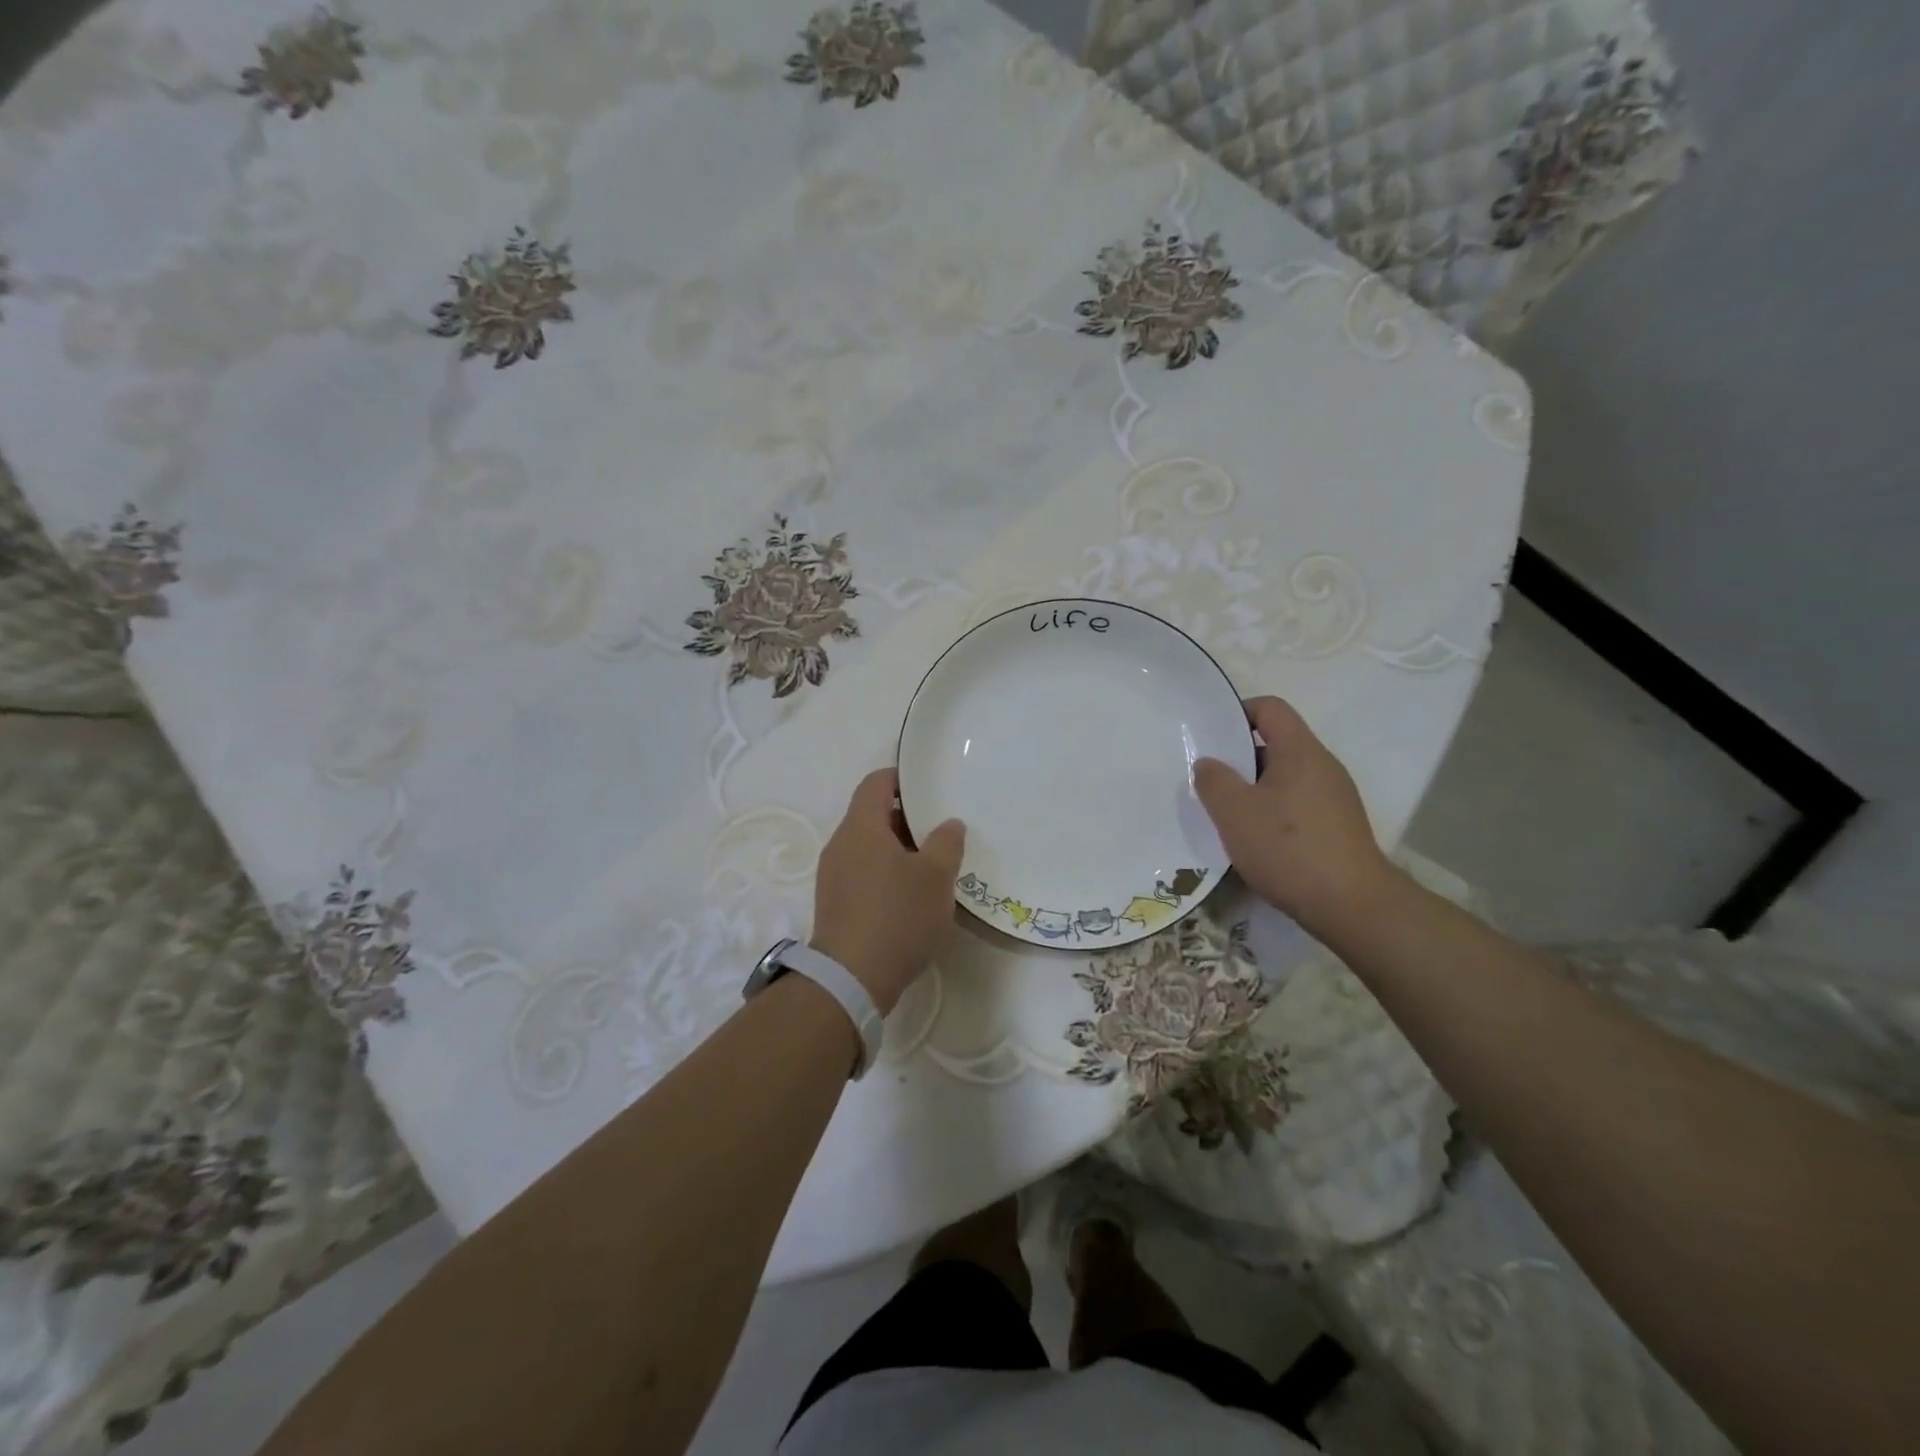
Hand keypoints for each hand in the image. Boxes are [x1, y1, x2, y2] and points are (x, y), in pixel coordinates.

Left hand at [811, 768, 964, 1015]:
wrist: (851, 980)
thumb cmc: (897, 916)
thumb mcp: (936, 877)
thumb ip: (947, 842)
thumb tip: (948, 824)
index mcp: (861, 827)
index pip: (876, 783)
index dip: (901, 778)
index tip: (928, 788)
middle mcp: (840, 844)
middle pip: (872, 815)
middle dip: (907, 819)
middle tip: (940, 833)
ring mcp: (832, 875)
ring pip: (868, 847)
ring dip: (898, 850)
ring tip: (931, 867)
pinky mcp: (834, 904)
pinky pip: (862, 873)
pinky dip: (886, 873)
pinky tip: (910, 897)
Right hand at [1194, 696, 1397, 936]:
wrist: (1353, 906)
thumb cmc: (1288, 848)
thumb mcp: (1235, 812)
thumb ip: (1213, 780)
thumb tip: (1208, 763)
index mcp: (1300, 751)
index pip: (1270, 708)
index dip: (1238, 712)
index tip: (1211, 736)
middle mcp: (1322, 766)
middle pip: (1275, 744)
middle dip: (1239, 758)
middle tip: (1208, 780)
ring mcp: (1334, 798)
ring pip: (1284, 778)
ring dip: (1253, 790)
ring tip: (1226, 814)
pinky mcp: (1337, 827)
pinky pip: (1296, 804)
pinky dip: (1272, 812)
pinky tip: (1254, 841)